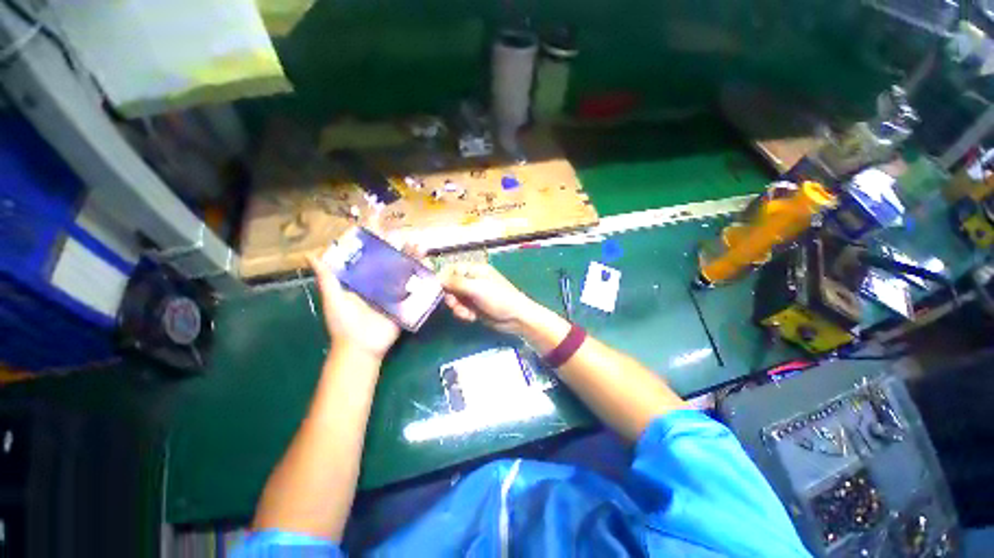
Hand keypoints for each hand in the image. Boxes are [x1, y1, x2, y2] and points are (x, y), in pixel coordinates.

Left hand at [307, 215, 424, 359]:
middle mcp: (379, 281)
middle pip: (390, 259)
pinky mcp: (405, 301)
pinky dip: (421, 275)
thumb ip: (326, 278)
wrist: (361, 347)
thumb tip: (310, 254)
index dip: (373, 239)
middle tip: (403, 234)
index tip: (377, 222)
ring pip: (404, 270)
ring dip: (412, 257)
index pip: (368, 254)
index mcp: (362, 278)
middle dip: (397, 246)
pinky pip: (415, 286)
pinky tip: (427, 265)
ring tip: (418, 246)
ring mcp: (394, 290)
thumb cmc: (344, 322)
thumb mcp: (333, 298)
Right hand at [439, 263, 538, 334]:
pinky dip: (464, 313)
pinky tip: (472, 317)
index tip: (438, 290)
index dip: (443, 279)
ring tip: (466, 313)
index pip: (452, 269)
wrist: (516, 318)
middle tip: (455, 304)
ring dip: (458, 307)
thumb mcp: (476, 288)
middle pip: (451, 285)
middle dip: (451, 296)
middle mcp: (473, 280)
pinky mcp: (475, 307)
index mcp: (475, 270)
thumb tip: (437, 278)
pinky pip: (462, 308)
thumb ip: (456, 282)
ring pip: (455, 299)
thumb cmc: (498, 298)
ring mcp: (474, 294)